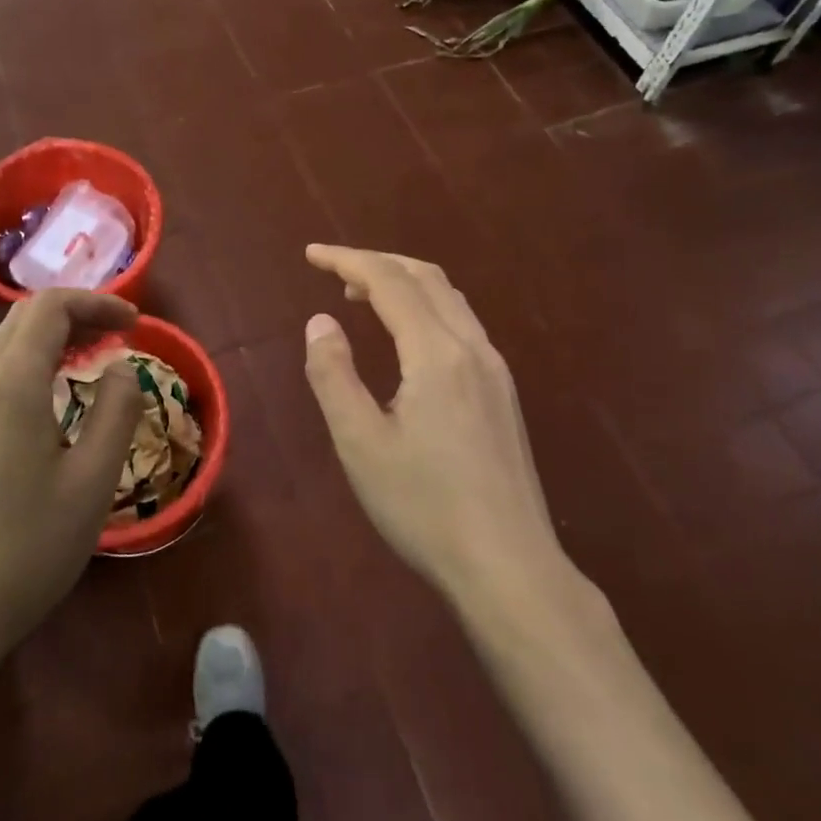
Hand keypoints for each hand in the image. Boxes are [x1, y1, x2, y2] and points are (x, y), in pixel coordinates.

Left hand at [0, 290, 141, 659]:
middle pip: (23, 317)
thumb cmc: (30, 547)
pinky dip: (25, 362)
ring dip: (47, 336)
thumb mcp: (93, 480)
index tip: (134, 324)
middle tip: (116, 338)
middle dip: (74, 314)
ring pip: (2, 343)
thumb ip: (117, 410)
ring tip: (86, 361)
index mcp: (13, 383)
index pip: (51, 307)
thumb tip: (122, 367)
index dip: (97, 302)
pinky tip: (47, 400)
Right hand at [302, 245, 564, 611]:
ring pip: (449, 298)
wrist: (509, 567)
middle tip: (333, 270)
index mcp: (437, 353)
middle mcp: (472, 348)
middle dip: (377, 262)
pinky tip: (408, 336)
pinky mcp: (503, 392)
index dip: (347, 260)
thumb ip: (334, 375)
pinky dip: (426, 307)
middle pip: (426, 277)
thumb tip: (320, 322)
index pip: (389, 282)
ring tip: (362, 295)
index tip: (311, 254)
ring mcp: (495, 369)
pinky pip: (461, 323)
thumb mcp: (360, 443)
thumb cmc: (424, 506)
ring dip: (404, 282)